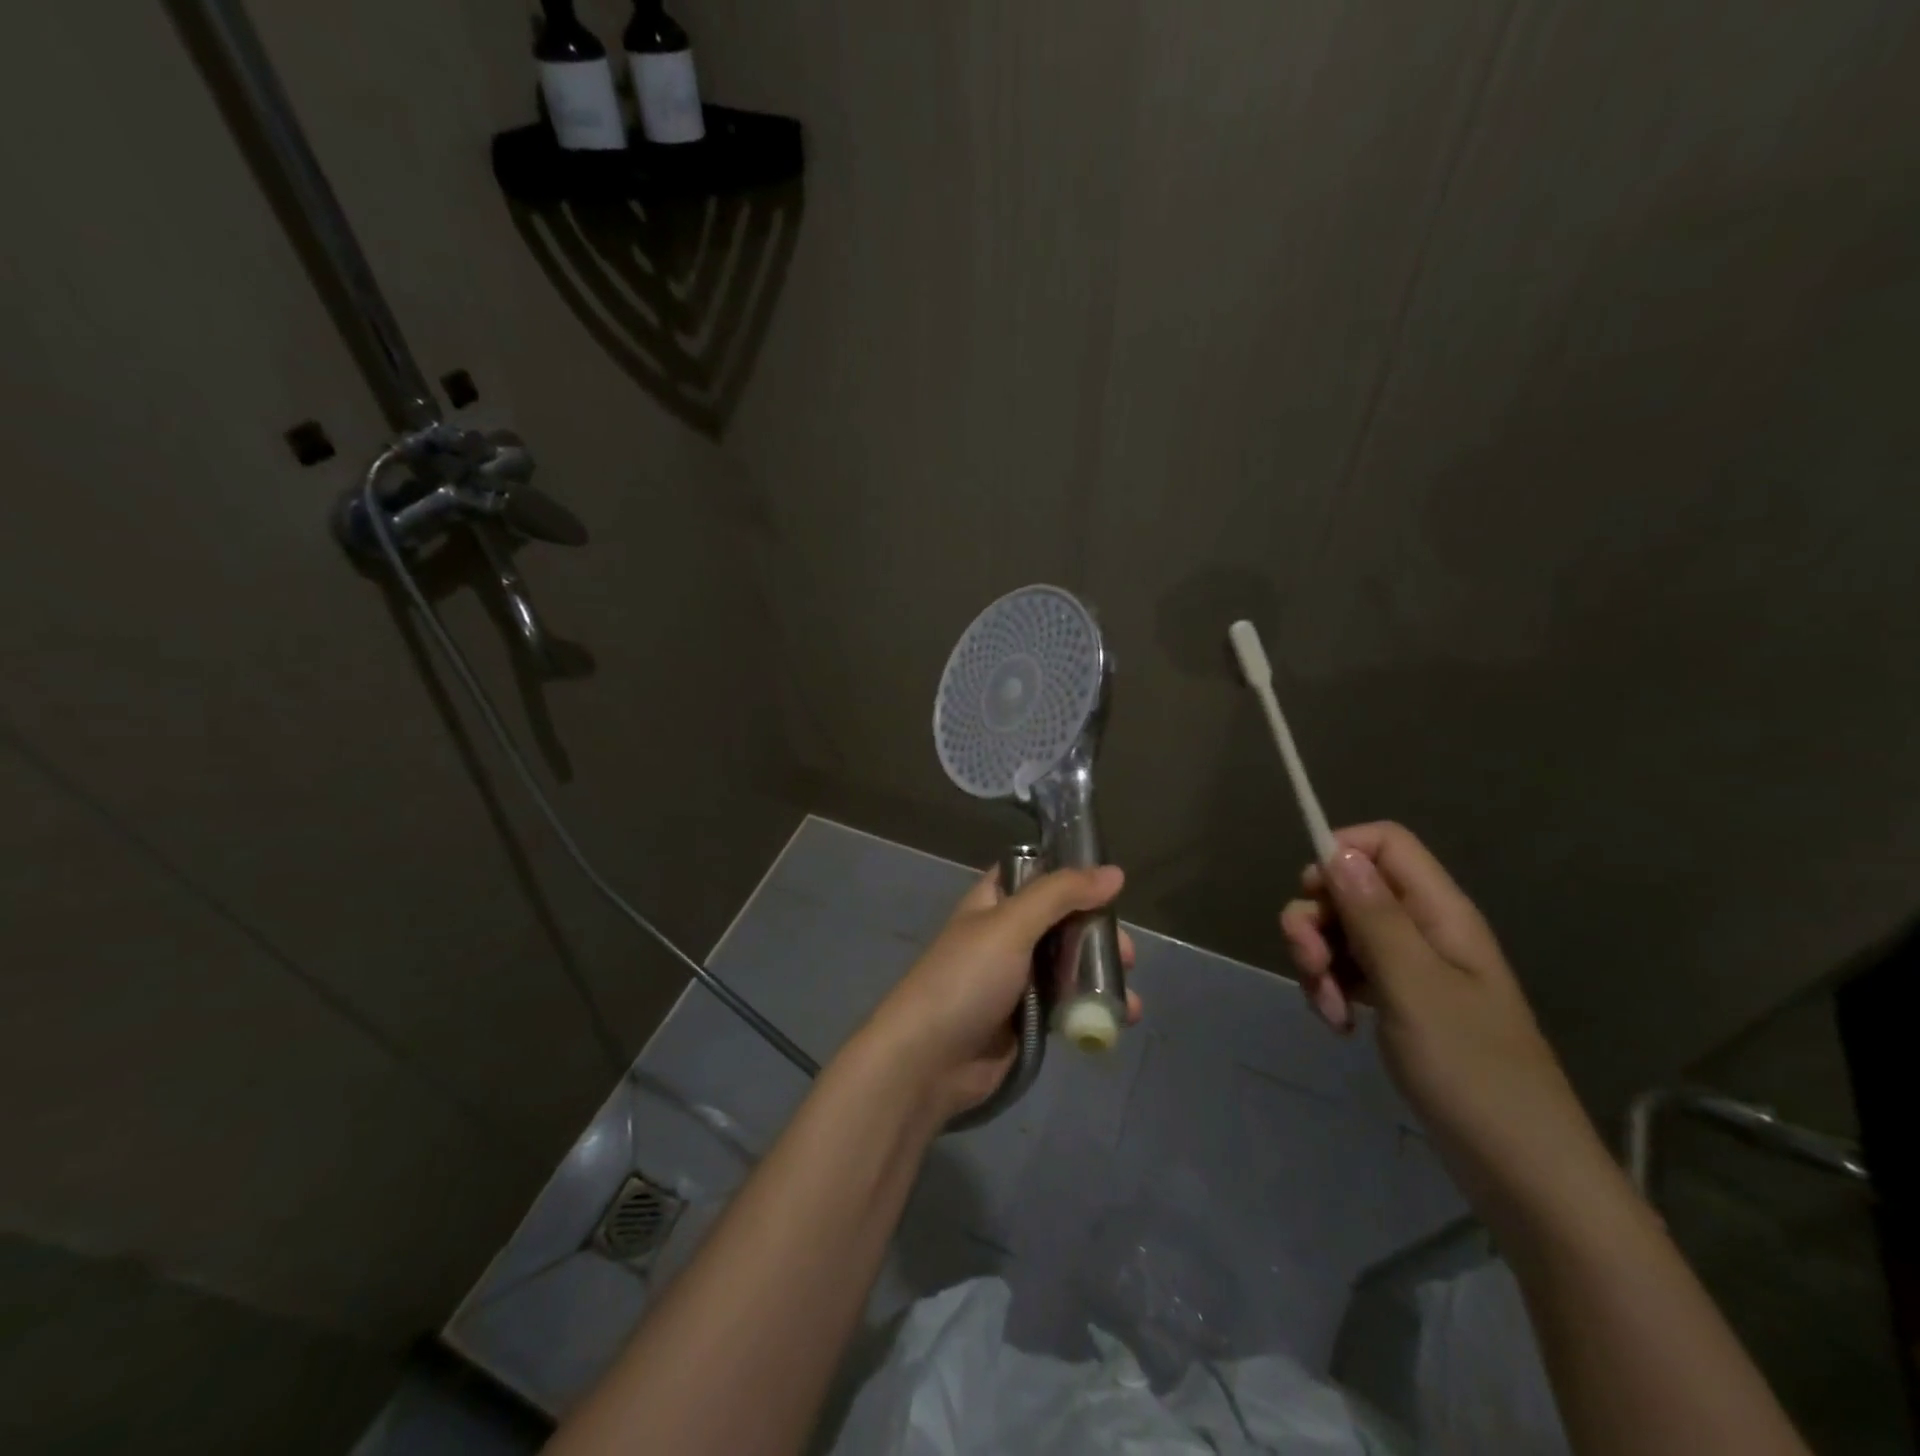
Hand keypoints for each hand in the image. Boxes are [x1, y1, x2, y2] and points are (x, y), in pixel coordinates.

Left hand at [865, 865, 1138, 1120]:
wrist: (927, 1061)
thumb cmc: (966, 980)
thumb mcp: (1011, 925)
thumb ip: (1061, 895)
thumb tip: (1114, 872)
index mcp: (994, 902)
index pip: (1036, 872)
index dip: (1071, 873)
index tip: (1110, 883)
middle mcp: (1007, 934)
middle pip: (1063, 921)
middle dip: (1098, 934)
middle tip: (1125, 954)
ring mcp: (1017, 978)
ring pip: (1070, 963)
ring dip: (1101, 974)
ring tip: (1127, 997)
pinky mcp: (1027, 1018)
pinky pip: (1067, 1002)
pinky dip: (1091, 1006)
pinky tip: (1118, 1017)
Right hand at [1279, 823, 1611, 1214]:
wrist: (1522, 1172)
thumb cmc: (1473, 1072)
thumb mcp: (1414, 987)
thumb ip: (1374, 916)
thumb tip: (1337, 850)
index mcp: (1440, 913)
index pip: (1385, 844)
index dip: (1340, 852)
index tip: (1311, 894)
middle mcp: (1425, 930)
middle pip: (1351, 888)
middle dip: (1315, 921)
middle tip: (1311, 966)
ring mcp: (1412, 969)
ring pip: (1342, 933)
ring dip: (1319, 963)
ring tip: (1329, 1011)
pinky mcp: (1400, 1003)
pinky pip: (1349, 972)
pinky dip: (1332, 990)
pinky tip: (1338, 1025)